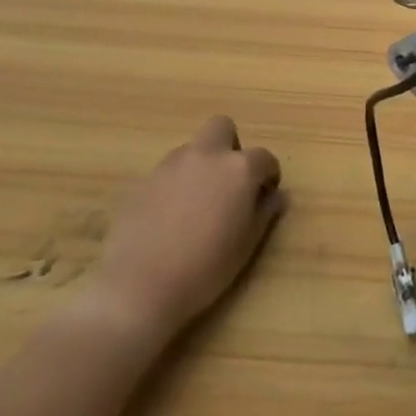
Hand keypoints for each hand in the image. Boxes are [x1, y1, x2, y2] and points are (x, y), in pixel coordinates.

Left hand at [81, 116, 284, 345]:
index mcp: (238, 168)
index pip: (264, 157)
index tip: (264, 196)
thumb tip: (276, 196)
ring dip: (201, 165)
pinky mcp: (144, 181)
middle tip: (228, 182)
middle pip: (222, 127)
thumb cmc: (205, 269)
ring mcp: (171, 165)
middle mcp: (207, 156)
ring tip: (197, 203)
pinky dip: (175, 184)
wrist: (139, 288)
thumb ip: (265, 213)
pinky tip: (170, 217)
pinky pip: (168, 172)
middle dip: (230, 146)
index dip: (268, 175)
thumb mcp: (246, 246)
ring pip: (192, 149)